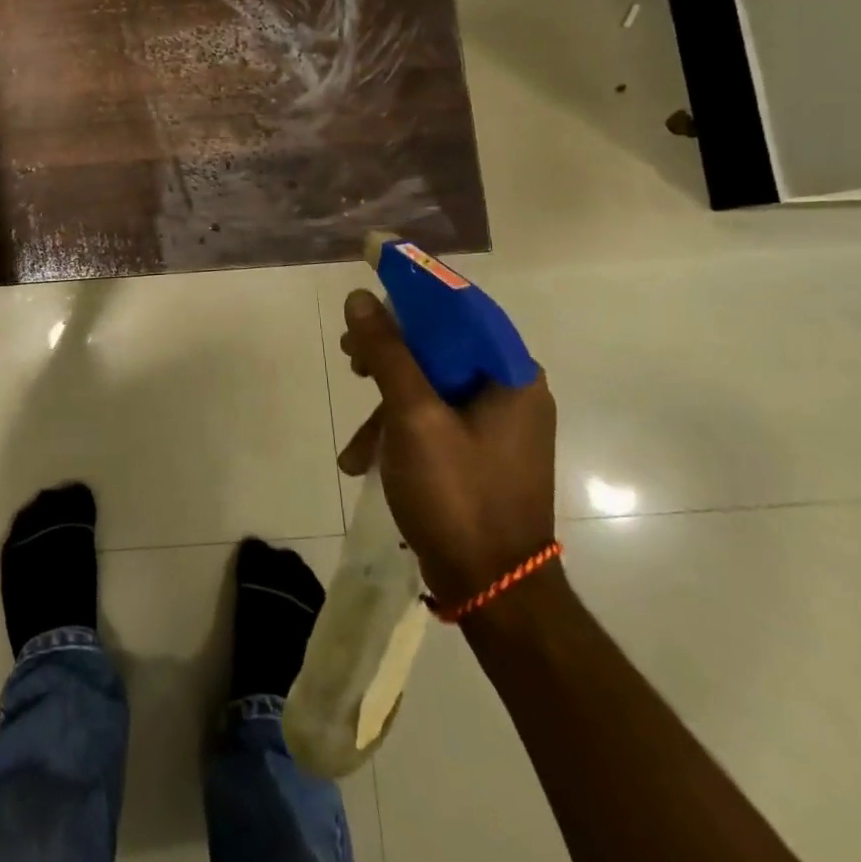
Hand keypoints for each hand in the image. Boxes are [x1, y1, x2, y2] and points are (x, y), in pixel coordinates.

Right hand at [336, 290, 556, 607]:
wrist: (495, 593)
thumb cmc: (458, 495)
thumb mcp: (413, 416)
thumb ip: (387, 351)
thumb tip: (360, 298)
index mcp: (510, 375)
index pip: (460, 306)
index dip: (414, 284)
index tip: (372, 268)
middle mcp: (510, 391)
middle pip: (441, 343)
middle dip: (389, 348)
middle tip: (349, 353)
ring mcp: (497, 424)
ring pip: (431, 382)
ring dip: (386, 394)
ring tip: (353, 416)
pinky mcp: (480, 451)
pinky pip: (434, 417)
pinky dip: (398, 427)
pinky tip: (363, 458)